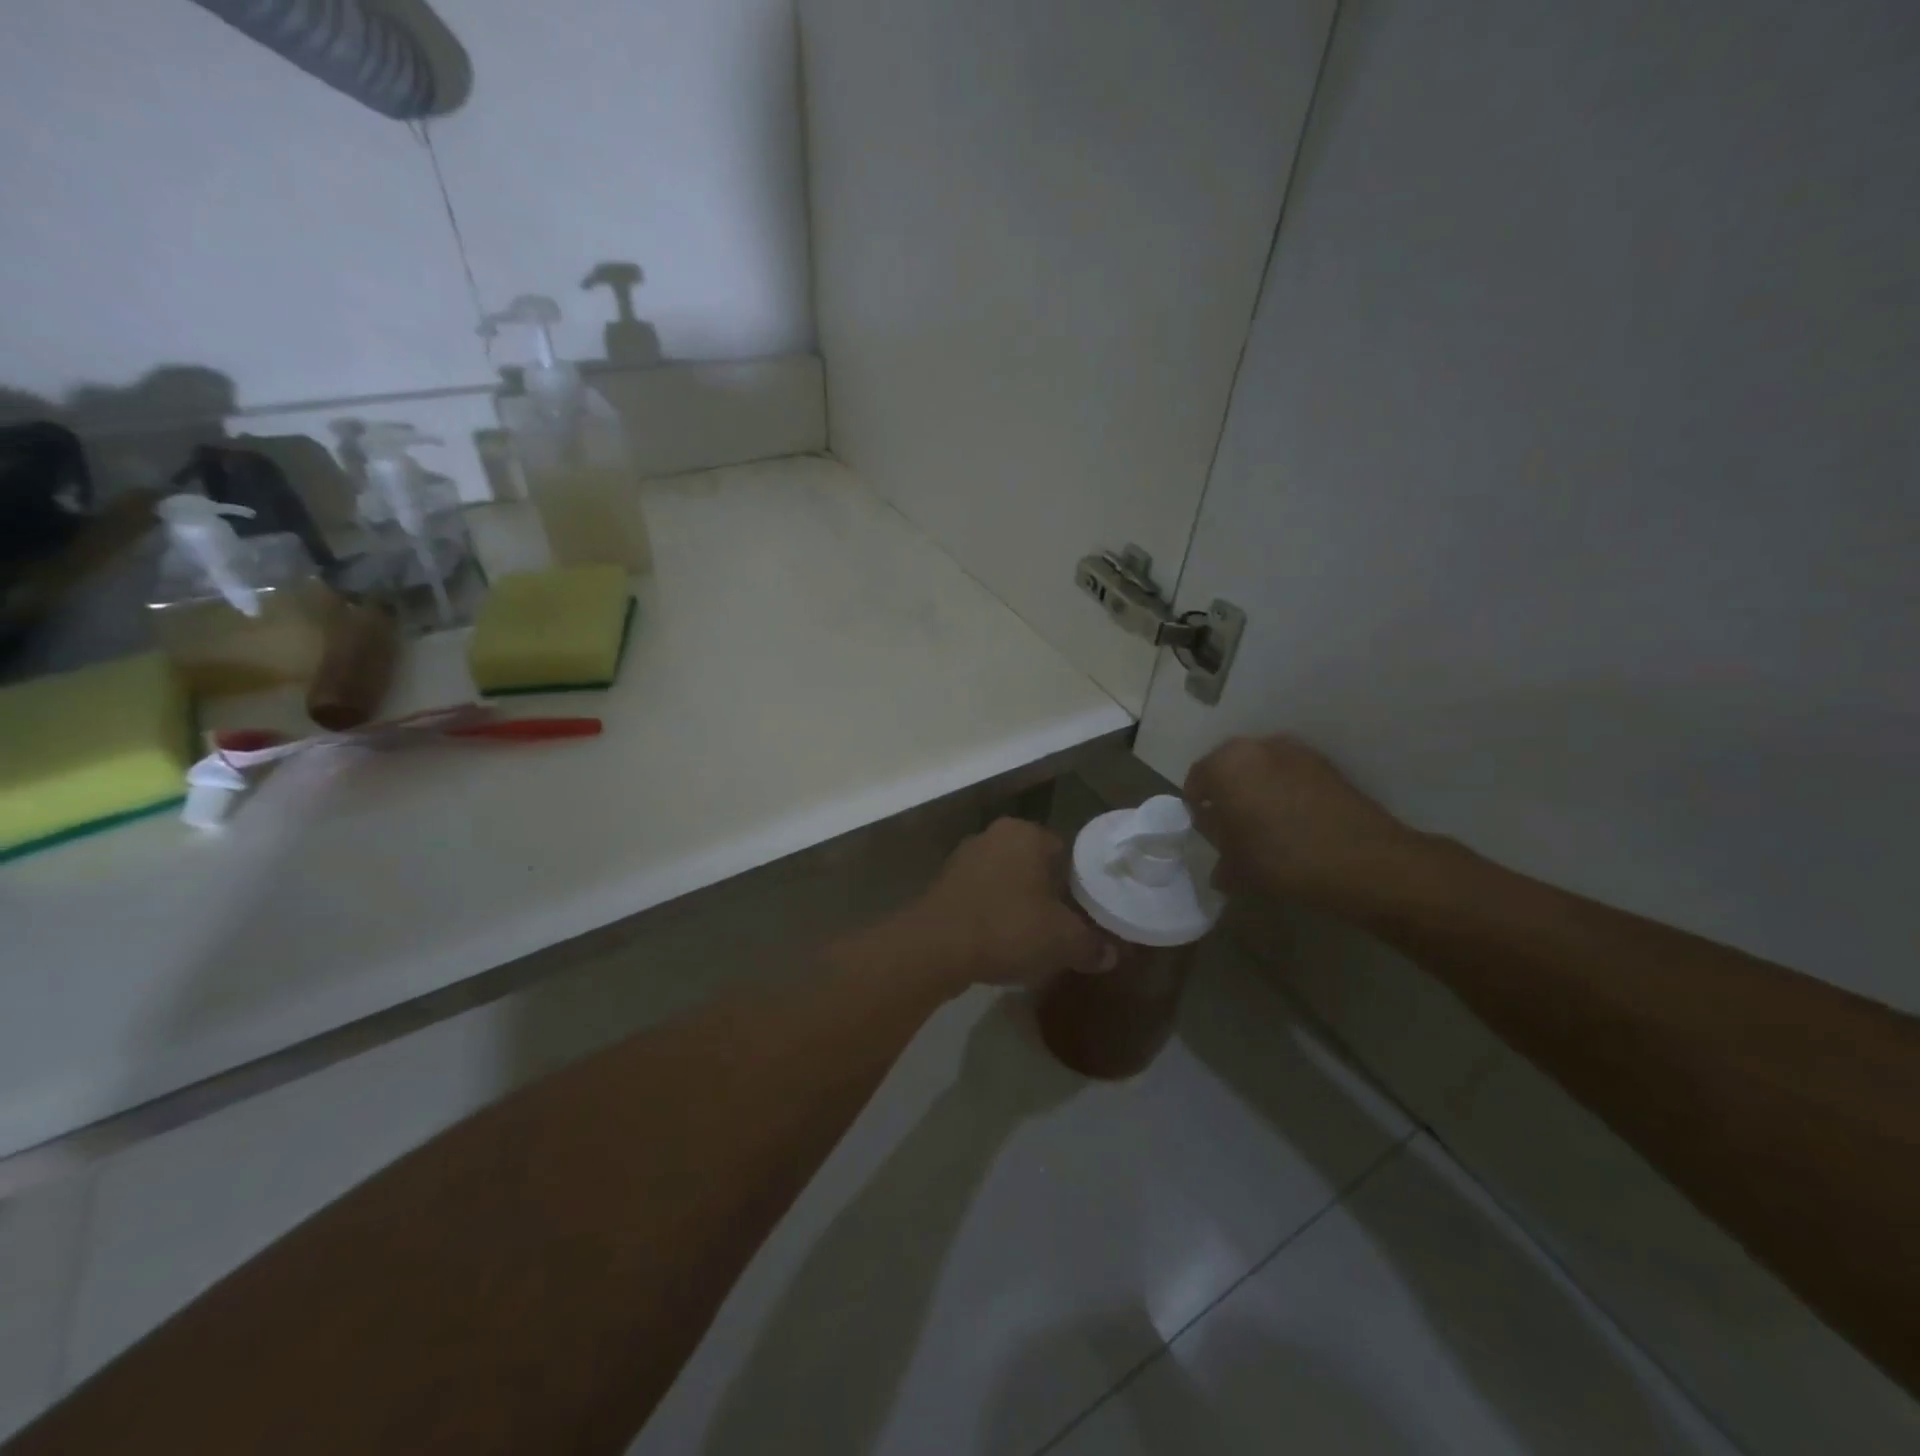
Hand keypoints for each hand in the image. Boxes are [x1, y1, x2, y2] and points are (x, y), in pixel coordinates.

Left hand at [897, 818, 1110, 989]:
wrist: (936, 947)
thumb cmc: (1008, 928)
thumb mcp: (1064, 941)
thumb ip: (1092, 945)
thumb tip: (1110, 955)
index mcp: (1025, 833)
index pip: (1063, 851)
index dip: (1076, 883)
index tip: (1082, 912)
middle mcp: (993, 835)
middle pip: (1032, 866)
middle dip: (1045, 894)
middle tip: (1059, 928)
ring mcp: (962, 858)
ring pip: (1003, 881)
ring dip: (1015, 905)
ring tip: (1029, 940)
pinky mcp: (941, 884)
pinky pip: (978, 897)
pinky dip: (989, 915)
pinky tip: (997, 943)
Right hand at [1184, 736, 1417, 905]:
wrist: (1364, 861)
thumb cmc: (1282, 859)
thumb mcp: (1236, 867)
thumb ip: (1220, 856)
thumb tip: (1220, 863)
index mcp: (1225, 764)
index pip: (1196, 781)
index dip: (1197, 809)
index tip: (1207, 834)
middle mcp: (1257, 746)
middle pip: (1229, 769)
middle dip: (1227, 795)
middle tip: (1233, 829)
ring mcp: (1296, 751)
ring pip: (1262, 770)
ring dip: (1258, 792)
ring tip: (1267, 827)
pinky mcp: (1327, 765)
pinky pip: (1291, 776)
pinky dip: (1286, 793)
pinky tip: (1295, 824)